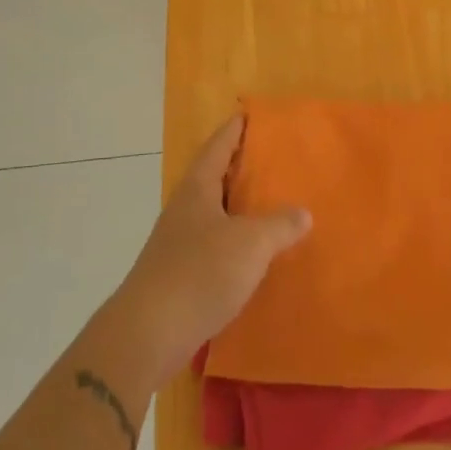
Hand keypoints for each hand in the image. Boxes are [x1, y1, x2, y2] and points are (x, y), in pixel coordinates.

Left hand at [108, 114, 310, 381]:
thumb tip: (302, 213)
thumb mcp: (251, 244)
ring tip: (271, 206)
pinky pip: (214, 246)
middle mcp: (184, 210)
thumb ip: (280, 224)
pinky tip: (255, 256)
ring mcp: (178, 243)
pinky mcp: (179, 276)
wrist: (148, 335)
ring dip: (239, 208)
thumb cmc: (199, 274)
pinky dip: (235, 242)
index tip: (249, 114)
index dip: (234, 130)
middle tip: (274, 160)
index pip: (217, 147)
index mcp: (197, 190)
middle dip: (240, 168)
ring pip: (215, 214)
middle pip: (214, 178)